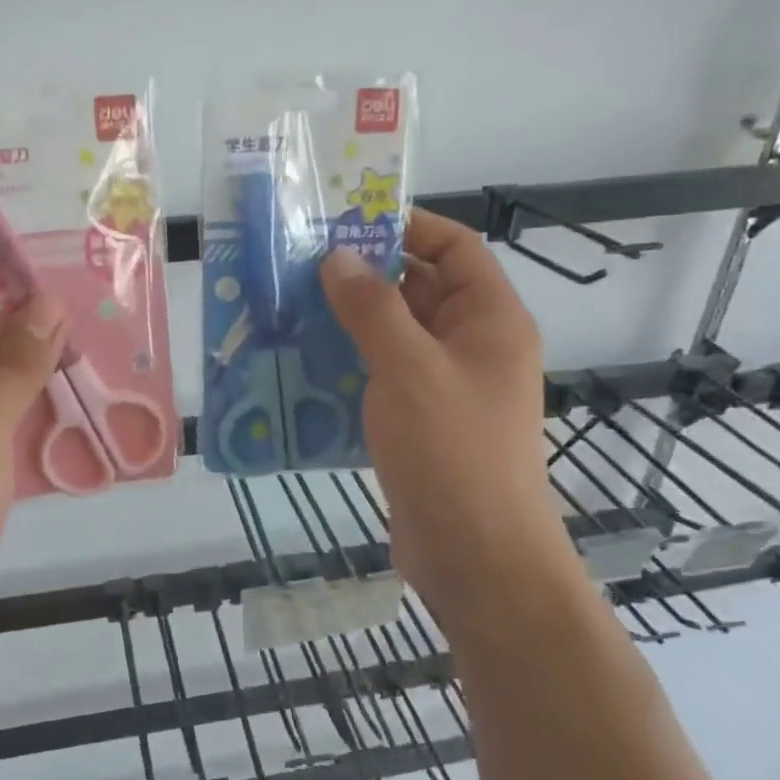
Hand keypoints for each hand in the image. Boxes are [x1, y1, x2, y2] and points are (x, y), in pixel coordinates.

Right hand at [319, 210, 570, 609]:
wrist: (475, 556)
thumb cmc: (452, 451)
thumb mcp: (409, 367)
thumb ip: (372, 307)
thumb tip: (337, 257)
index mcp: (489, 320)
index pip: (455, 248)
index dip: (406, 227)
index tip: (346, 223)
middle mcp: (472, 346)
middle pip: (420, 289)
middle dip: (365, 275)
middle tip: (300, 266)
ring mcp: (446, 387)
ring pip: (395, 336)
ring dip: (349, 322)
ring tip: (289, 309)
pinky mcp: (421, 423)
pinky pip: (383, 376)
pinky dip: (348, 365)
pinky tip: (303, 364)